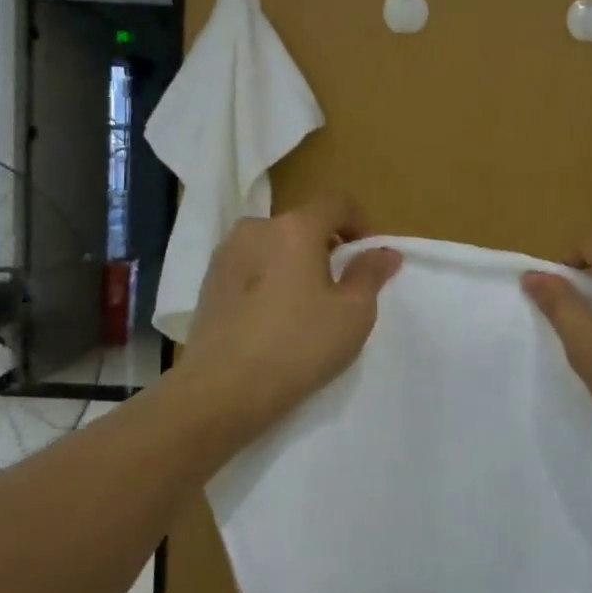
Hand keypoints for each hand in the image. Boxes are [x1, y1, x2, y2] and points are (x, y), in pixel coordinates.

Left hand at [176, 194, 401, 436]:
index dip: (360, 222)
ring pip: (272, 246)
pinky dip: (267, 279)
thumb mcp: (353, 314)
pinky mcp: (207, 282)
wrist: (221, 390)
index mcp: (295, 227)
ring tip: (303, 305)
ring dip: (294, 262)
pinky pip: (249, 267)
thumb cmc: (298, 345)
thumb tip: (384, 251)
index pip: (336, 202)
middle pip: (302, 224)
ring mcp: (225, 254)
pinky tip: (271, 318)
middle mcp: (256, 228)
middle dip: (326, 246)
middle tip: (339, 287)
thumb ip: (371, 274)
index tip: (368, 257)